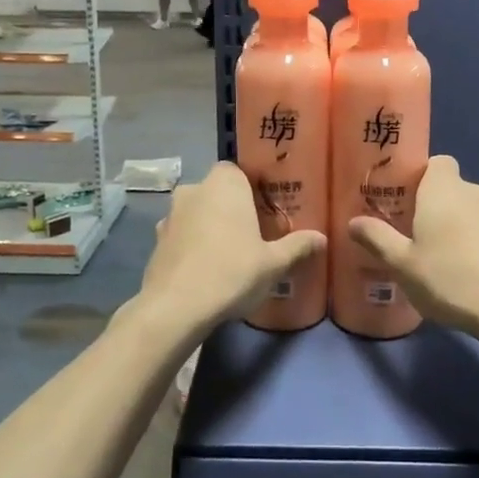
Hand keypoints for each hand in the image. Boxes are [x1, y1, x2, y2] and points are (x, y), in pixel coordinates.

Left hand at [137, 162, 323, 332]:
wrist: (175, 307)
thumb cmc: (231, 272)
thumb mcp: (273, 263)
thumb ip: (297, 246)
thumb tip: (322, 238)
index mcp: (224, 184)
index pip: (238, 170)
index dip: (251, 187)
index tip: (265, 208)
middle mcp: (194, 189)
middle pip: (217, 191)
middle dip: (231, 207)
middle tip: (252, 232)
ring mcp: (170, 215)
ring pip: (197, 212)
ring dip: (209, 225)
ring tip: (229, 253)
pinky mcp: (156, 241)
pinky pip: (182, 235)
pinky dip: (192, 245)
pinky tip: (205, 269)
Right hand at [348, 155, 478, 336]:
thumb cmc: (450, 277)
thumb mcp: (402, 263)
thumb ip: (377, 238)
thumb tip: (354, 222)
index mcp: (444, 188)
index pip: (436, 162)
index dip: (420, 176)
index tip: (403, 200)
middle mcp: (474, 191)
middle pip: (450, 188)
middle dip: (432, 205)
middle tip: (411, 233)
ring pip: (468, 210)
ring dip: (454, 225)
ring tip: (436, 257)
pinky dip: (473, 242)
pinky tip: (463, 272)